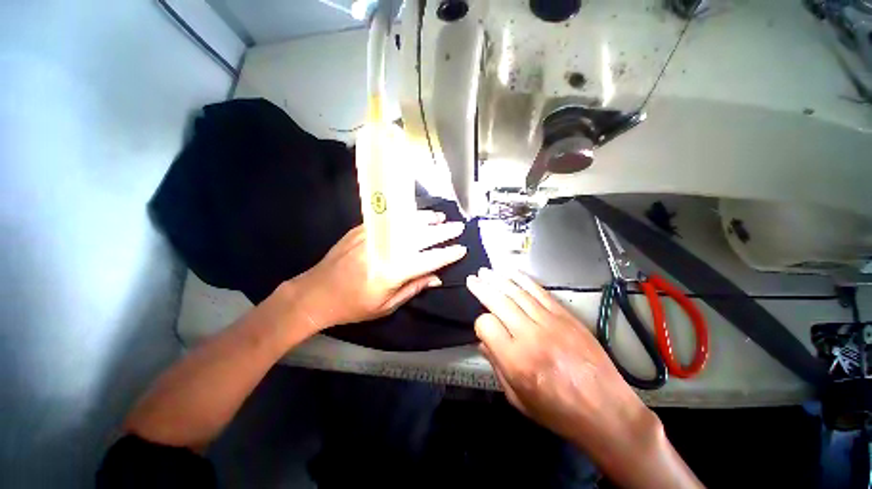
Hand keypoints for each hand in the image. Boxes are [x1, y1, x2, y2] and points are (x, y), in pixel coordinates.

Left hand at [295, 210, 467, 329]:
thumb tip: (437, 278)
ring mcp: (372, 236)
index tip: (462, 249)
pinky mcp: (362, 229)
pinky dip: (406, 217)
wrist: (316, 293)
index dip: (447, 255)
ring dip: (426, 219)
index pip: (428, 260)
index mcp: (392, 272)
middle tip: (458, 227)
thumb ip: (414, 288)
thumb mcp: (386, 306)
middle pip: (420, 238)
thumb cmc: (353, 306)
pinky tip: (416, 215)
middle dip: (442, 232)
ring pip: (406, 224)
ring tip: (441, 218)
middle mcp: (385, 250)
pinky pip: (390, 219)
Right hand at [465, 268, 657, 454]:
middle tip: (472, 279)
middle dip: (482, 288)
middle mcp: (530, 335)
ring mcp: (550, 322)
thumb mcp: (518, 399)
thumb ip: (497, 366)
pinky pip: (539, 292)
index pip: (486, 325)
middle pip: (499, 301)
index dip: (480, 325)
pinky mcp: (565, 316)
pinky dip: (523, 280)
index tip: (484, 329)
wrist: (607, 411)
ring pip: (517, 292)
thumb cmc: (558, 412)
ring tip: (486, 271)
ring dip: (498, 279)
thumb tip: (483, 342)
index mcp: (516, 360)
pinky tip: (511, 272)